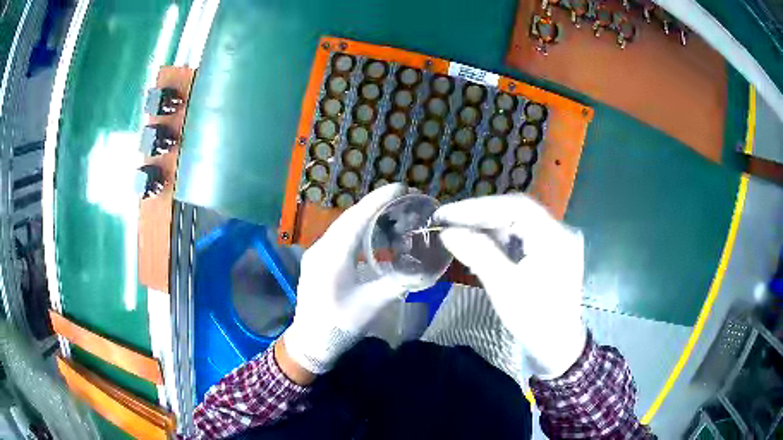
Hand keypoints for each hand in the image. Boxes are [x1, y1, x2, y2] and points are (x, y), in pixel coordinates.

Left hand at [283, 183, 408, 373]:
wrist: (310, 342)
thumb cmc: (339, 326)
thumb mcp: (371, 306)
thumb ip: (397, 283)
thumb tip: (424, 268)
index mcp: (331, 257)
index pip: (356, 219)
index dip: (379, 200)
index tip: (401, 187)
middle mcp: (321, 249)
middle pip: (349, 217)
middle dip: (375, 204)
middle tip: (402, 197)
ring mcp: (317, 254)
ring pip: (343, 225)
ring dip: (366, 215)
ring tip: (392, 210)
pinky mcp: (318, 261)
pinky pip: (339, 236)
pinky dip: (358, 228)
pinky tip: (373, 232)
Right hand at [434, 194, 585, 378]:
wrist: (558, 346)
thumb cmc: (534, 319)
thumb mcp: (504, 287)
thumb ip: (477, 254)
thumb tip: (447, 232)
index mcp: (554, 237)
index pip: (515, 206)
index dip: (478, 207)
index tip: (447, 214)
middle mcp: (560, 231)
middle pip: (517, 211)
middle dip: (481, 216)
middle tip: (448, 222)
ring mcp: (557, 241)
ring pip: (518, 222)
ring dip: (489, 227)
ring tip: (460, 234)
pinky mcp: (551, 251)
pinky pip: (522, 236)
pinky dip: (500, 239)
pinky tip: (481, 247)